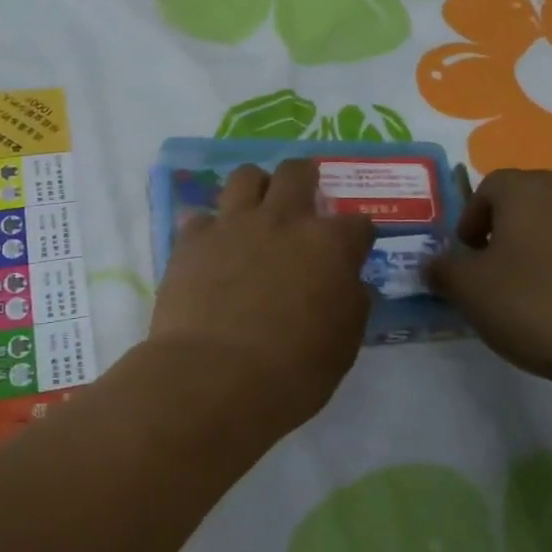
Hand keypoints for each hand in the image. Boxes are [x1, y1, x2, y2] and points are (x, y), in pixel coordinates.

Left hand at [148, 159, 375, 431]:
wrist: (213, 378)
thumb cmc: (291, 373)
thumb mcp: (342, 346)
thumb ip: (350, 303)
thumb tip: (348, 284)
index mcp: (329, 245)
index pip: (358, 223)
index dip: (358, 235)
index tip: (353, 248)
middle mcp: (283, 220)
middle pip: (297, 173)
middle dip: (306, 178)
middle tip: (304, 198)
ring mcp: (233, 224)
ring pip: (246, 176)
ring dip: (256, 188)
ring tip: (256, 210)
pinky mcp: (192, 239)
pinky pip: (203, 216)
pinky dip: (211, 229)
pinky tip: (213, 250)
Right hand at [424, 168, 551, 395]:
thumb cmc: (535, 306)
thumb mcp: (468, 291)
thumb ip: (444, 270)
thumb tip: (434, 264)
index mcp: (529, 194)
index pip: (491, 185)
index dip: (472, 217)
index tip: (467, 253)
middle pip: (530, 204)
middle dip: (507, 232)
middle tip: (494, 271)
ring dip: (543, 254)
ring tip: (533, 299)